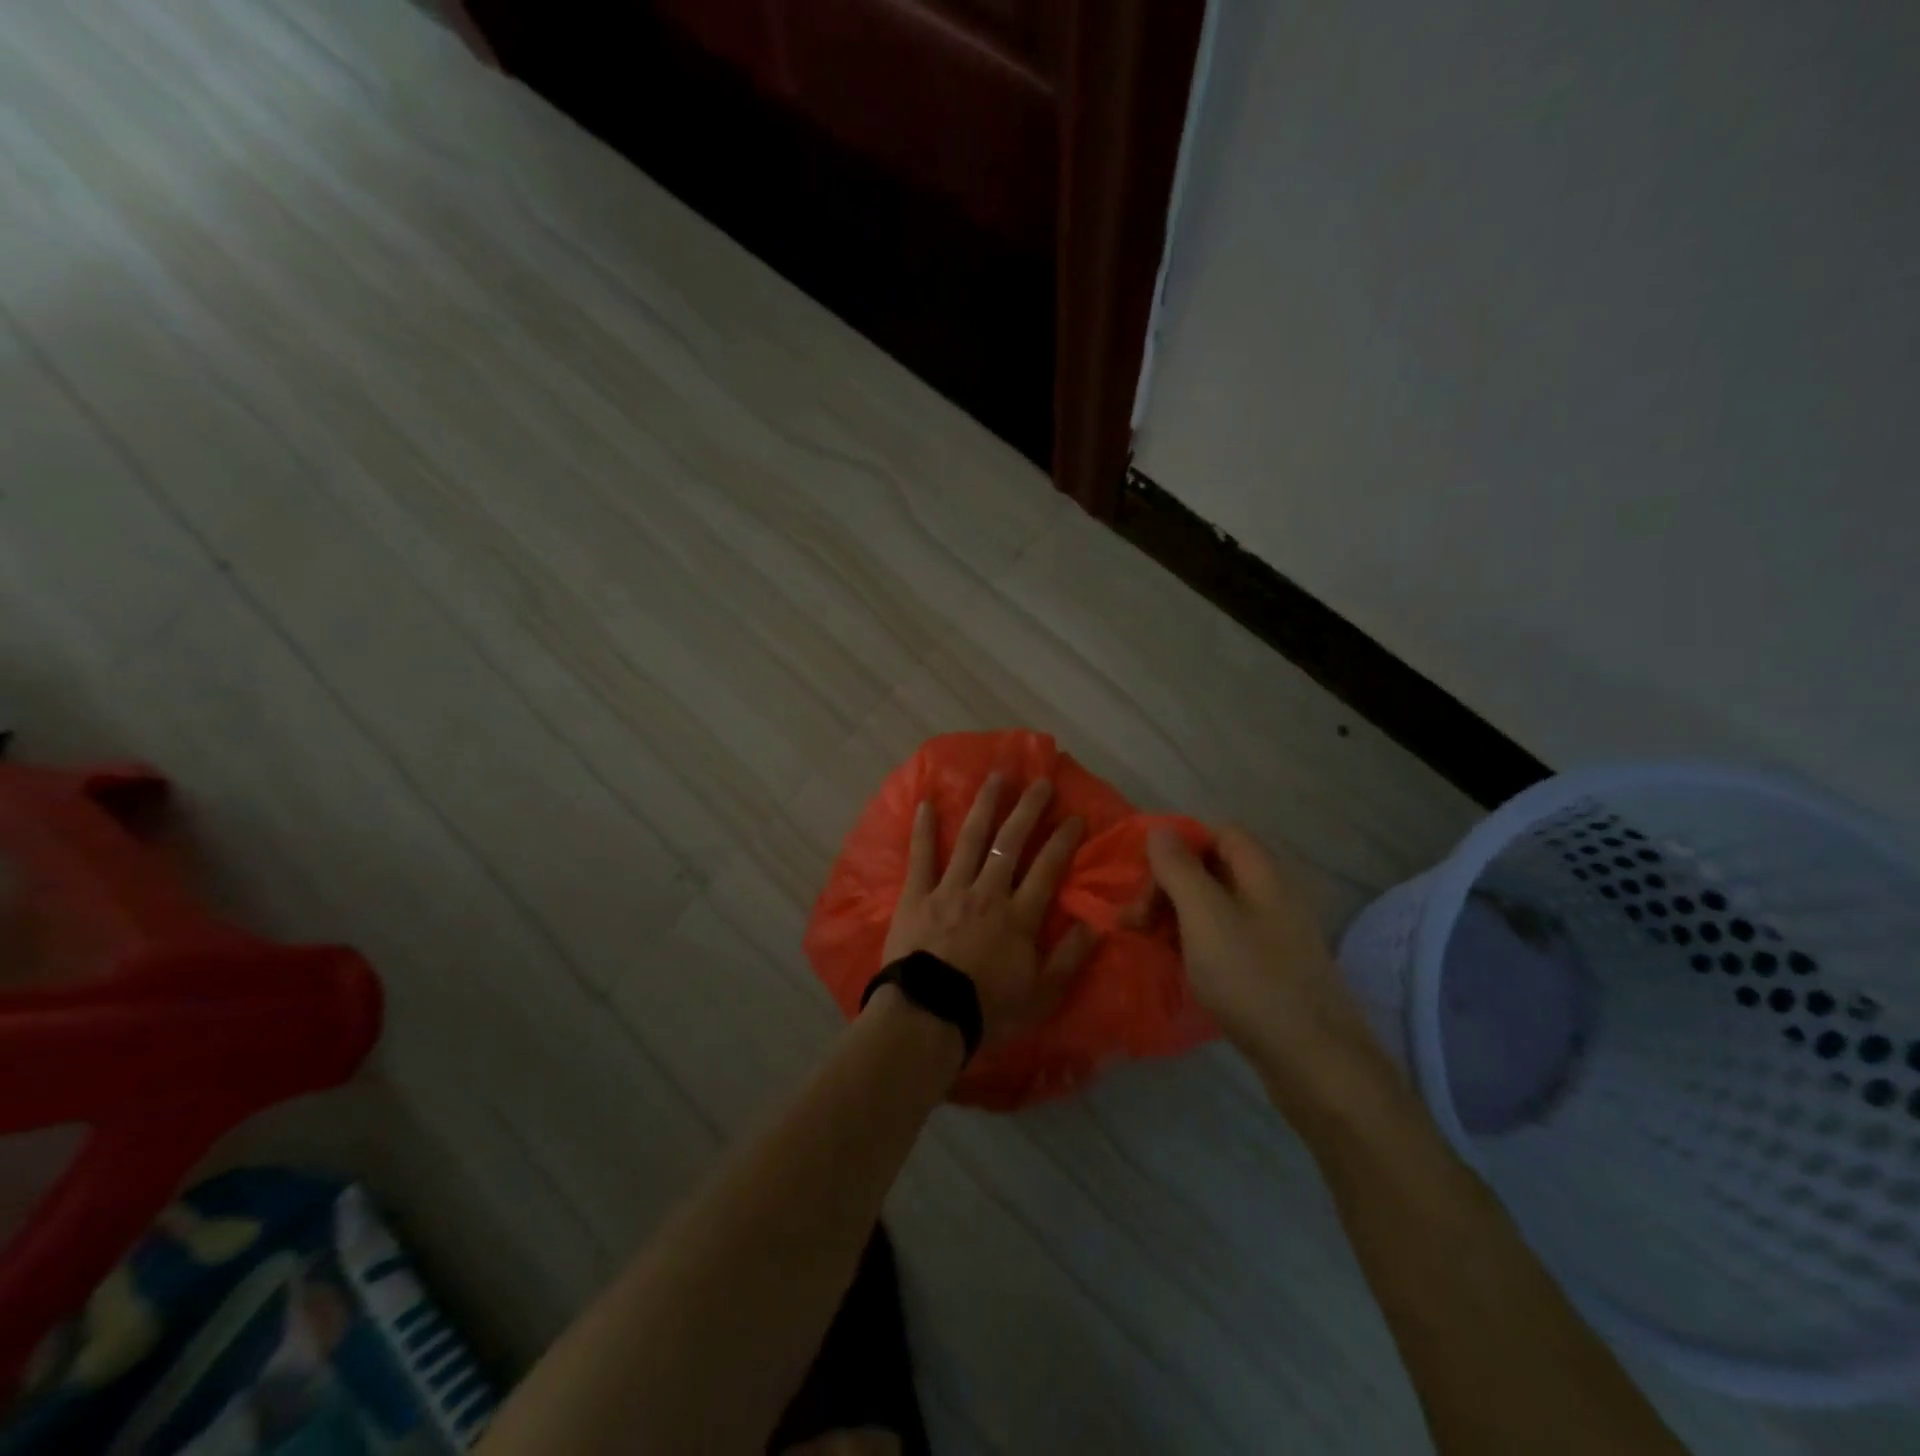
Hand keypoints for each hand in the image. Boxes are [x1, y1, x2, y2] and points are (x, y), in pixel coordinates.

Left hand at [882, 775, 1098, 1042]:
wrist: (929, 1015)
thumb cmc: (988, 1009)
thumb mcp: (1043, 995)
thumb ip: (1070, 958)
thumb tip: (1097, 925)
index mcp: (1019, 915)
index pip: (1048, 868)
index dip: (1063, 839)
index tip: (1075, 815)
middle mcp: (988, 892)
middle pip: (1011, 842)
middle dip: (1028, 809)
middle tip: (1040, 781)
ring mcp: (950, 889)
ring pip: (971, 839)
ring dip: (985, 806)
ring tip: (995, 777)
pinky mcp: (917, 896)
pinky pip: (921, 857)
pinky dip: (923, 830)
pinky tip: (926, 803)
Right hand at [1144, 826, 1394, 1110]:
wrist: (1313, 1062)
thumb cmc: (1251, 978)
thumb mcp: (1204, 916)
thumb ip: (1179, 869)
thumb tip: (1160, 829)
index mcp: (1261, 872)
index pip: (1217, 832)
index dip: (1178, 844)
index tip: (1142, 875)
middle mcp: (1270, 895)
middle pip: (1211, 869)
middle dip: (1167, 885)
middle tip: (1133, 919)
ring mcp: (1272, 934)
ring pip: (1213, 906)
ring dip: (1174, 916)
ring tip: (1145, 942)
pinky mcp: (1268, 968)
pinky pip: (1222, 938)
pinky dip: (1193, 942)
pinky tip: (1175, 964)